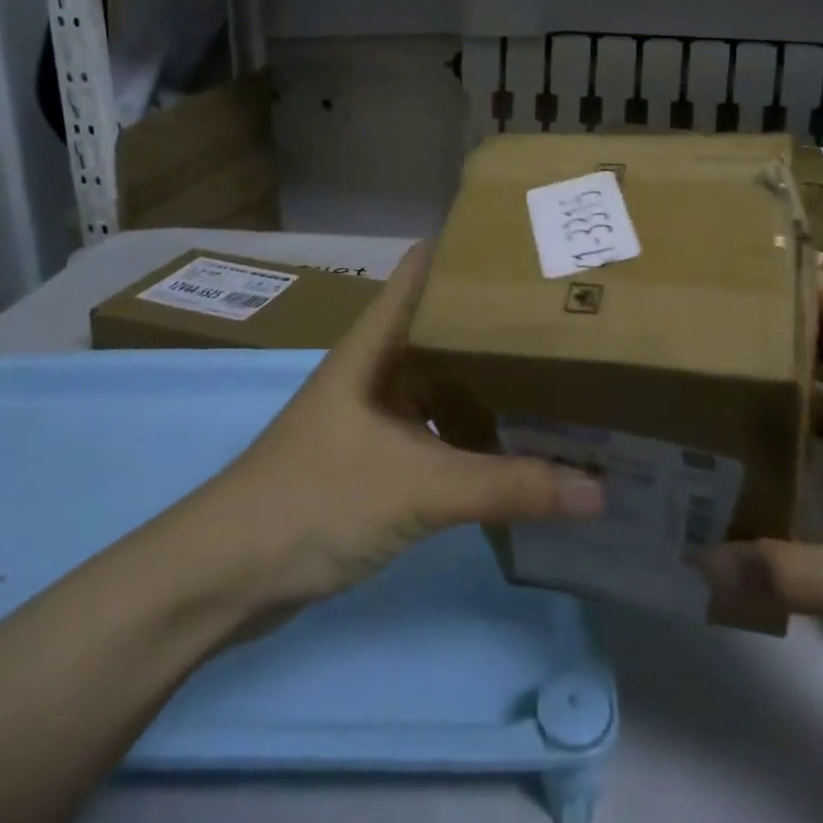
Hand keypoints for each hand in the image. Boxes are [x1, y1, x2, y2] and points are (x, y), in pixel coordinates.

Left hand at [170, 244, 603, 633]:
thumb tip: (599, 489)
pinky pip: (438, 429)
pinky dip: (475, 429)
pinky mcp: (376, 459)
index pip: (425, 268)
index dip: (469, 248)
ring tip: (559, 367)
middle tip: (568, 309)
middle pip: (444, 324)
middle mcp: (378, 367)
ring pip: (443, 380)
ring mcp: (376, 414)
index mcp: (377, 343)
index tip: (530, 243)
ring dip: (490, 377)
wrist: (223, 578)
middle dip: (498, 316)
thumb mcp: (419, 486)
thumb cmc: (314, 499)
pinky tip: (519, 439)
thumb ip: (509, 486)